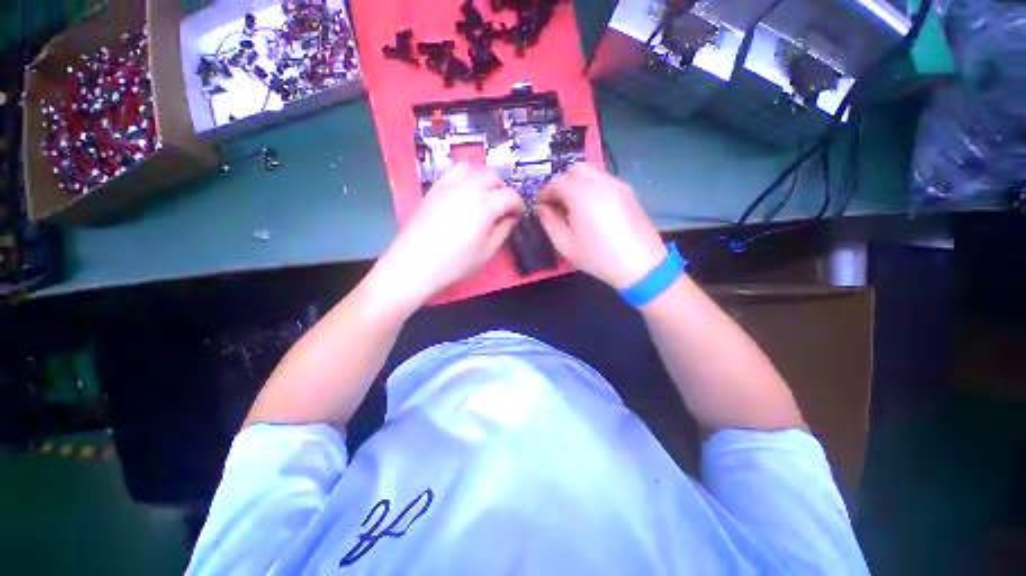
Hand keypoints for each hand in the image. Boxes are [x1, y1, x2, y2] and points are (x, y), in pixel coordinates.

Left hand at [374, 163, 524, 305]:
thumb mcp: (487, 251)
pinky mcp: (434, 188)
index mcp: (485, 205)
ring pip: (473, 168)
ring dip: (485, 179)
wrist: (415, 264)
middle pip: (493, 176)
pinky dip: (466, 178)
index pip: (510, 196)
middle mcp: (468, 187)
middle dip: (503, 190)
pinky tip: (465, 194)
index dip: (519, 205)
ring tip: (485, 197)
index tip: (518, 215)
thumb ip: (503, 230)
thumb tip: (511, 217)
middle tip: (503, 207)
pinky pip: (454, 172)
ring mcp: (448, 185)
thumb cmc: (455, 263)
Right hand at [536, 164, 665, 288]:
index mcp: (581, 195)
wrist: (640, 265)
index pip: (557, 182)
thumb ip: (549, 222)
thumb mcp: (565, 245)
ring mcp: (617, 184)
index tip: (540, 205)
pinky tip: (592, 207)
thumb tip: (541, 208)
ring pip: (591, 172)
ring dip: (577, 182)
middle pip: (574, 170)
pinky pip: (604, 179)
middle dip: (561, 183)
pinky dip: (592, 186)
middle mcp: (600, 182)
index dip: (545, 192)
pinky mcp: (628, 191)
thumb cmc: (598, 257)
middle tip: (556, 203)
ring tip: (573, 205)